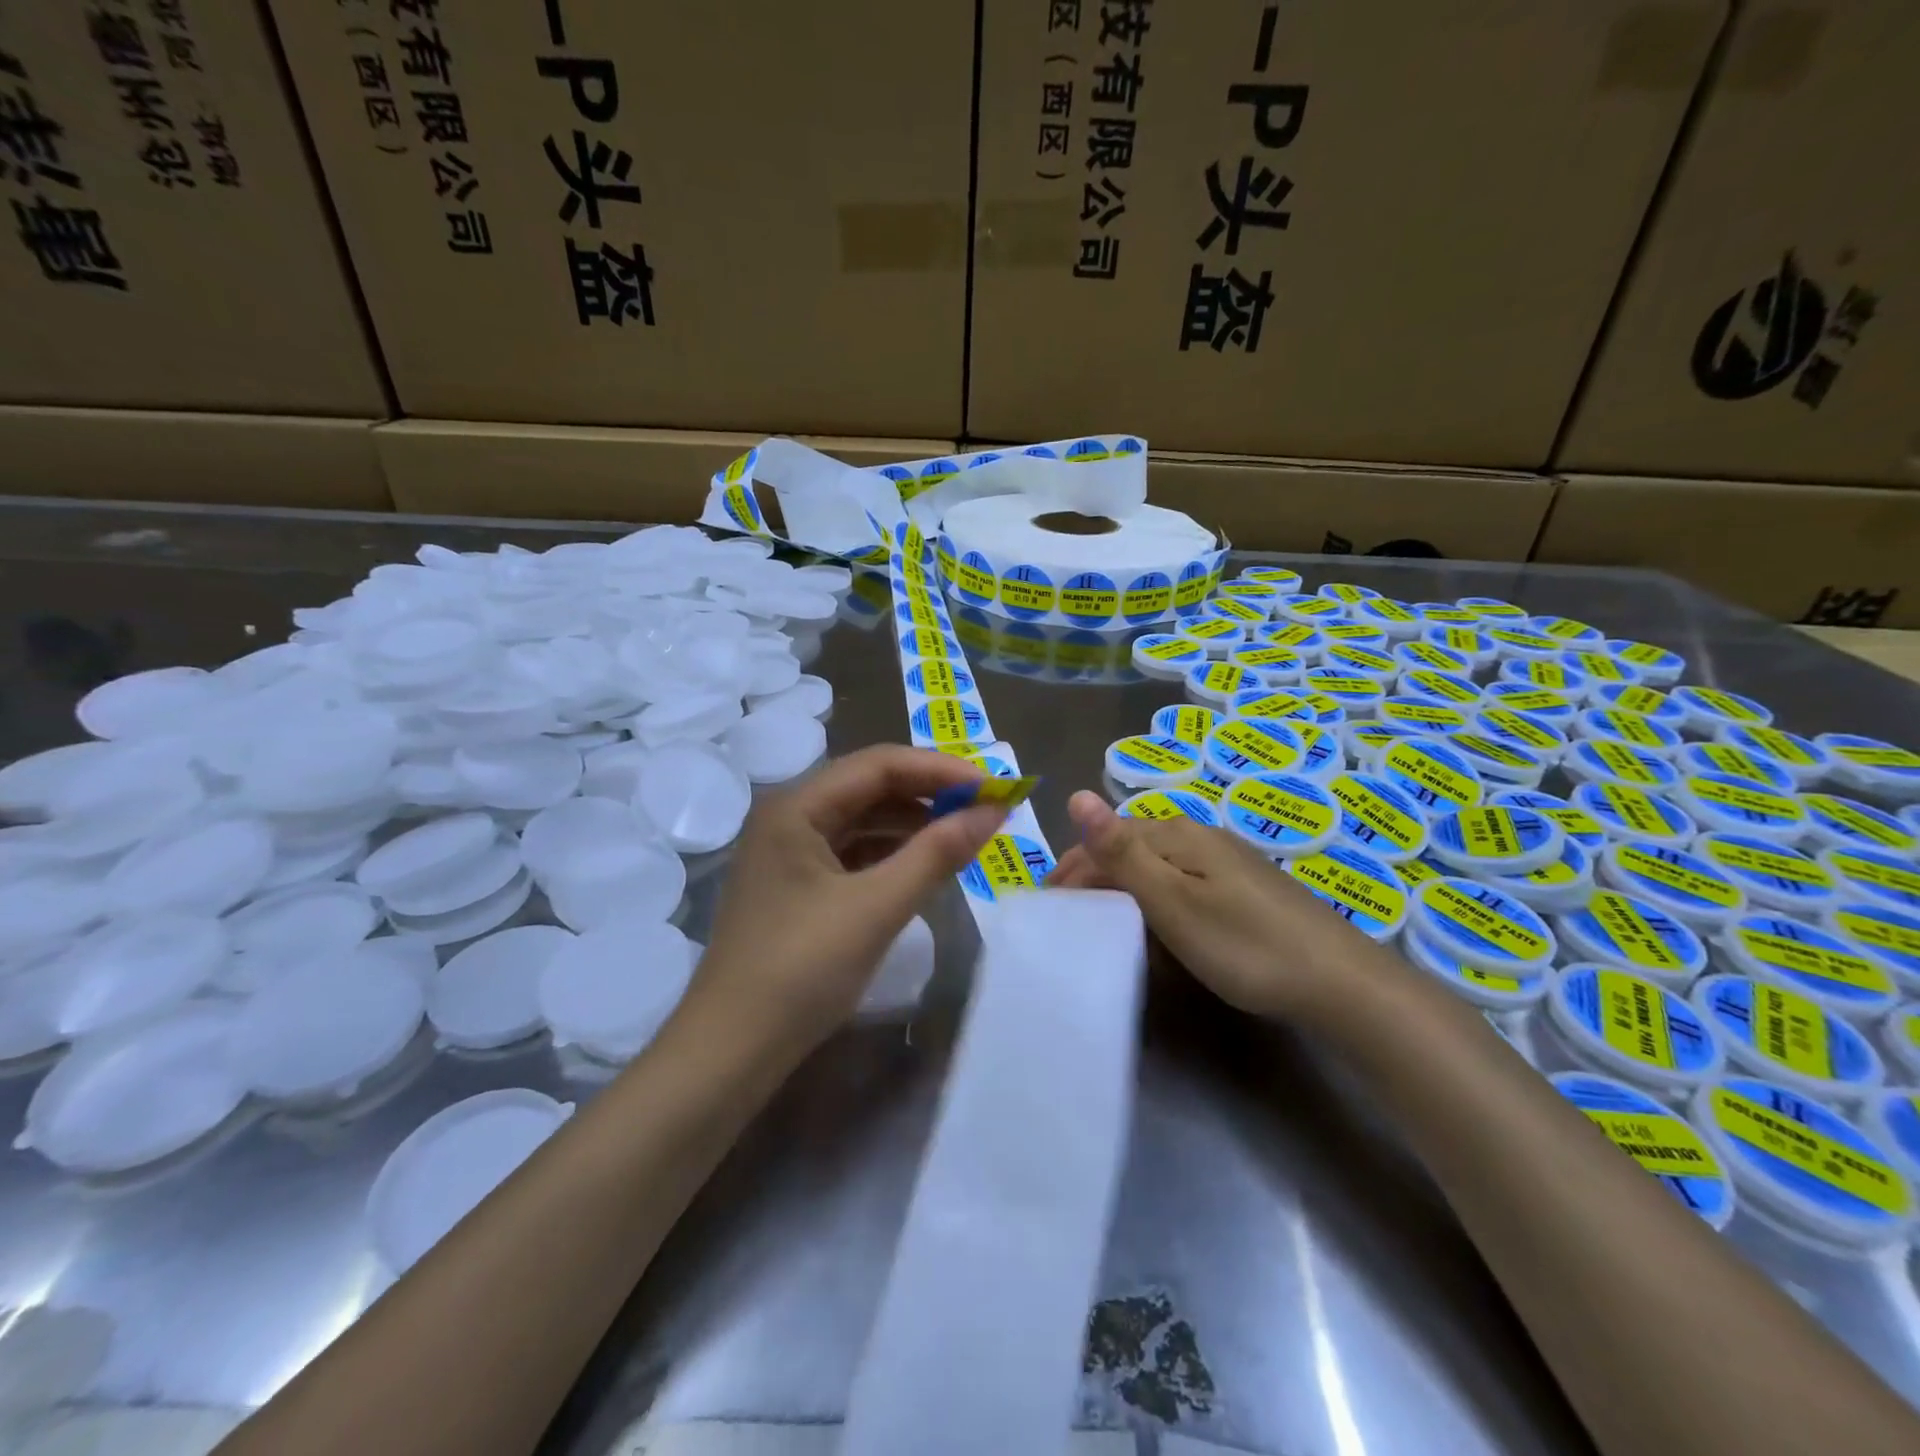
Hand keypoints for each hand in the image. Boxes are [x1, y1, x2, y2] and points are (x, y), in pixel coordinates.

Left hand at [692, 745, 1008, 1054]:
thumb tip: (995, 811)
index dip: (940, 770)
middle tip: (986, 809)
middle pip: (869, 787)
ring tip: (965, 834)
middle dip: (929, 794)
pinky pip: (853, 853)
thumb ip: (937, 854)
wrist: (731, 1051)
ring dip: (913, 824)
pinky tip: (924, 865)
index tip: (992, 787)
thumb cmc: (801, 970)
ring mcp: (789, 853)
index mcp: (796, 807)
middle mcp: (789, 817)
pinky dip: (891, 854)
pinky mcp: (796, 886)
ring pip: (862, 820)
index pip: (879, 765)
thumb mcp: (876, 907)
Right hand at [1047, 789, 1370, 1021]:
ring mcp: (1224, 859)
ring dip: (1120, 888)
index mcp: (1176, 833)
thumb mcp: (1172, 901)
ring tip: (1100, 921)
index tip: (1047, 908)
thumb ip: (1121, 851)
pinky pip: (1180, 881)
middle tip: (1067, 917)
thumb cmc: (1243, 944)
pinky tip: (1155, 923)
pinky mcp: (1242, 885)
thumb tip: (1075, 794)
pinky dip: (1153, 899)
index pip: (1105, 840)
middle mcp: (1198, 834)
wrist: (1338, 982)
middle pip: (1129, 848)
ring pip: (1154, 865)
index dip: (1071, 869)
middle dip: (1092, 877)